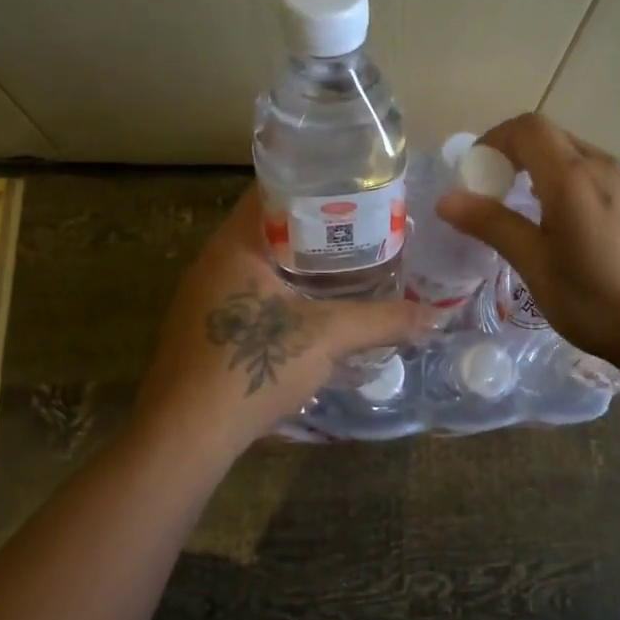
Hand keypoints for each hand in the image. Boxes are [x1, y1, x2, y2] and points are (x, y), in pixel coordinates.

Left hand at [132, 186, 436, 455]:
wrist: (185, 436)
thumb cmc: (251, 367)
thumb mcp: (326, 338)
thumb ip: (382, 321)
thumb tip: (435, 316)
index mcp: (234, 244)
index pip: (273, 188)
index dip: (316, 183)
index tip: (357, 188)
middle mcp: (214, 260)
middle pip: (271, 224)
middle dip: (317, 225)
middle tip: (365, 227)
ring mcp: (205, 295)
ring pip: (262, 261)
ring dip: (301, 260)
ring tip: (349, 263)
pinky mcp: (206, 326)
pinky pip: (252, 290)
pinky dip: (284, 288)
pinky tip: (315, 307)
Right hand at [435, 112, 619, 370]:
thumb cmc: (597, 302)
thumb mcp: (536, 266)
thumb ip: (493, 225)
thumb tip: (447, 200)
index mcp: (572, 177)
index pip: (528, 128)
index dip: (496, 139)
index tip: (478, 173)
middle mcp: (604, 168)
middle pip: (553, 138)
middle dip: (517, 155)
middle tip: (497, 195)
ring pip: (579, 157)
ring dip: (547, 171)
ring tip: (534, 217)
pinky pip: (602, 178)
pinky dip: (575, 186)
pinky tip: (577, 232)